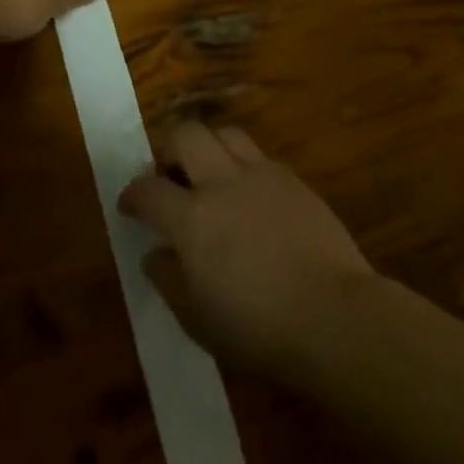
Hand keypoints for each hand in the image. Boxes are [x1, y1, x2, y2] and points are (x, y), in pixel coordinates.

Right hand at [119, 122, 376, 376]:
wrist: (334, 315)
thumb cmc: (259, 329)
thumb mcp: (198, 321)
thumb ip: (169, 280)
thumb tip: (154, 254)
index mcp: (192, 218)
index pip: (148, 190)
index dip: (132, 194)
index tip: (129, 204)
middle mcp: (222, 183)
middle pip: (186, 135)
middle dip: (169, 149)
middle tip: (170, 176)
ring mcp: (261, 175)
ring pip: (225, 133)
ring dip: (210, 147)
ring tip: (211, 175)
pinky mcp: (293, 180)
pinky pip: (260, 156)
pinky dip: (245, 166)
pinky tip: (251, 195)